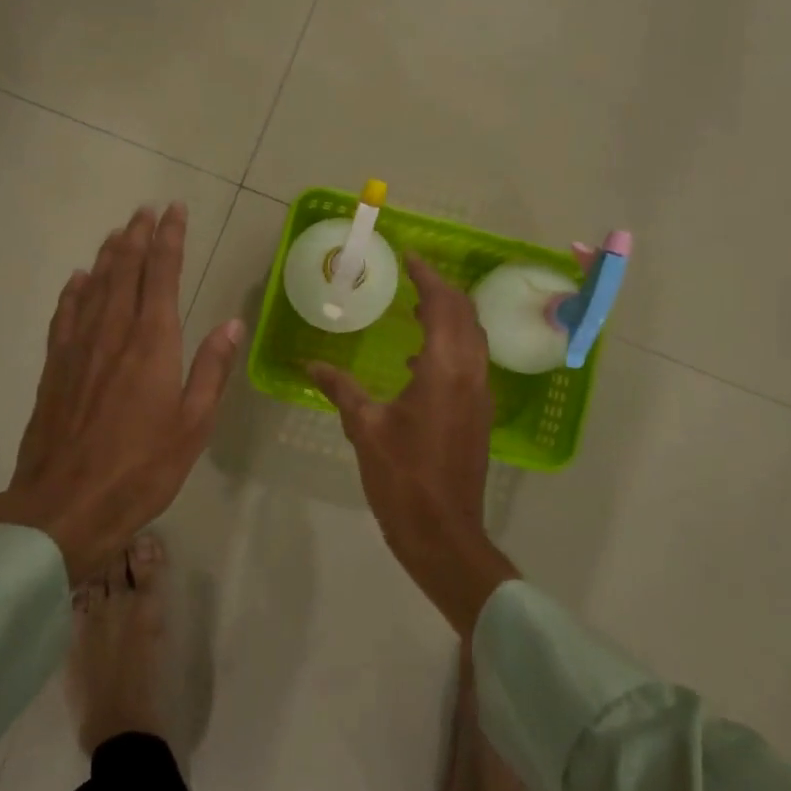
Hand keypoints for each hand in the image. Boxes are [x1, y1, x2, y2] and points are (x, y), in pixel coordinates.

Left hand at [0, 204, 243, 583]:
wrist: (65, 505)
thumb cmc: (141, 469)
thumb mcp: (193, 425)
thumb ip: (211, 370)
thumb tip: (231, 324)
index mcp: (152, 343)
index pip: (161, 275)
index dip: (170, 239)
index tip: (175, 211)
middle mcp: (113, 333)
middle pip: (124, 270)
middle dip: (138, 236)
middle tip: (146, 210)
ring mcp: (79, 348)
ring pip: (94, 286)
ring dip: (108, 255)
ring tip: (118, 232)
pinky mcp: (55, 368)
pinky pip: (64, 316)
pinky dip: (73, 292)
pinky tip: (77, 280)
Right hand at [310, 256, 518, 634]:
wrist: (444, 533)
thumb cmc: (403, 477)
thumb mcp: (365, 428)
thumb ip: (340, 389)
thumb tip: (310, 364)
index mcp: (444, 369)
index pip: (443, 305)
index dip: (428, 277)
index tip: (409, 257)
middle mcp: (470, 373)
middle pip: (465, 315)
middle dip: (442, 290)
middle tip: (412, 277)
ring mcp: (480, 395)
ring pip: (473, 338)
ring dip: (449, 316)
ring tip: (415, 308)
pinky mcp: (479, 414)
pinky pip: (470, 362)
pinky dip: (450, 345)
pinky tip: (417, 361)